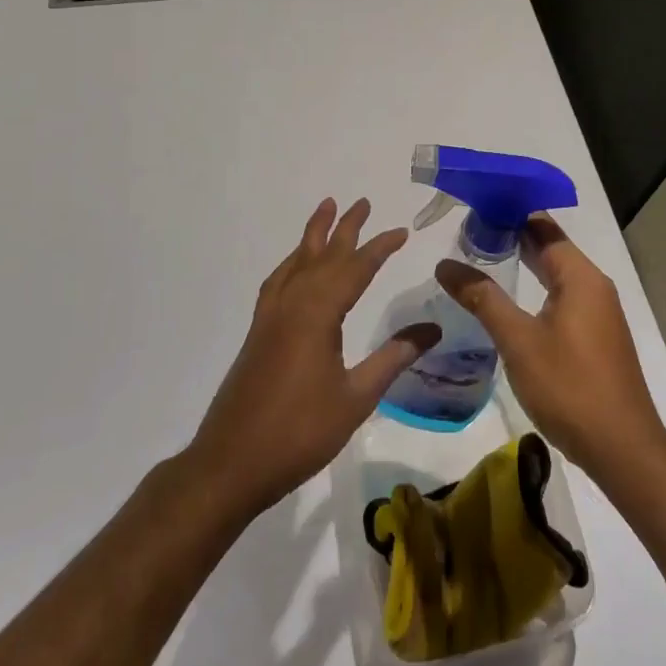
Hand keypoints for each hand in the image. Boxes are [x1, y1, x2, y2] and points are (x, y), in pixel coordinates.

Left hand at [190, 198, 439, 519]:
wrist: (231, 463)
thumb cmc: (300, 432)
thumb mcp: (356, 397)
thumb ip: (393, 358)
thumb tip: (433, 329)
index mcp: (318, 314)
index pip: (356, 268)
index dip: (380, 247)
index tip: (402, 231)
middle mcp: (293, 304)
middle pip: (323, 255)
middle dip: (345, 227)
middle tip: (361, 201)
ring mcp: (270, 317)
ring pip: (296, 262)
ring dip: (314, 235)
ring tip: (326, 210)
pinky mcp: (258, 332)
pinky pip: (278, 281)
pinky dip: (291, 263)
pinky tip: (296, 267)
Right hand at [436, 216, 665, 484]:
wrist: (622, 449)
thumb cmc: (570, 387)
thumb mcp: (519, 341)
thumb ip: (483, 298)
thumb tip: (445, 264)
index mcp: (580, 276)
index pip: (543, 226)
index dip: (510, 212)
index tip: (474, 207)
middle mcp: (594, 286)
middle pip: (550, 248)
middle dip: (512, 236)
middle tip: (467, 232)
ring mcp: (598, 313)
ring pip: (556, 275)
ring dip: (523, 264)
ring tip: (480, 258)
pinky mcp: (595, 337)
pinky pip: (562, 298)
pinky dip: (535, 289)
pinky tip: (509, 302)